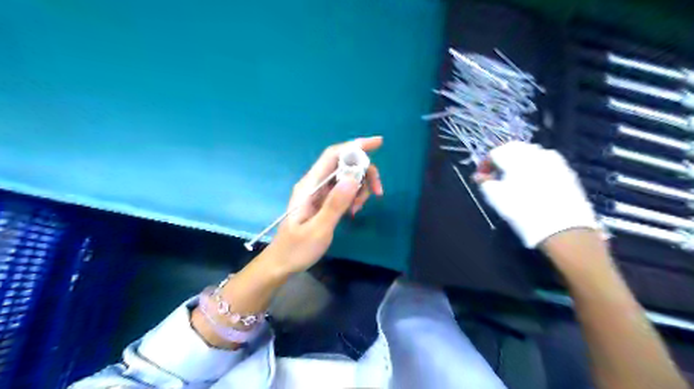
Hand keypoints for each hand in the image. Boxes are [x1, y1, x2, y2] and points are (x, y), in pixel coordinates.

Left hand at [266, 136, 385, 272]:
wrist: (282, 263)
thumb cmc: (297, 249)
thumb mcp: (318, 230)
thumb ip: (335, 204)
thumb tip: (353, 178)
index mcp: (309, 185)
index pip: (333, 155)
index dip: (355, 146)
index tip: (378, 143)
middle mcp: (314, 184)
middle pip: (344, 165)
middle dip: (364, 173)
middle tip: (378, 192)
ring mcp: (319, 192)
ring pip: (346, 178)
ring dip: (360, 188)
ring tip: (358, 209)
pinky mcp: (323, 201)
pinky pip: (344, 190)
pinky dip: (354, 197)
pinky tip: (353, 211)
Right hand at [479, 141, 596, 247]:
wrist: (562, 228)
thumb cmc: (522, 210)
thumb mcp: (496, 198)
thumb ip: (485, 183)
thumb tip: (480, 176)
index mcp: (516, 157)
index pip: (495, 152)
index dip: (484, 164)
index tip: (481, 178)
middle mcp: (535, 153)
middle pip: (514, 149)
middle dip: (502, 160)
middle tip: (495, 176)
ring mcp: (554, 161)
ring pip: (531, 153)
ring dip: (518, 162)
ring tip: (513, 179)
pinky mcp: (566, 171)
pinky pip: (545, 162)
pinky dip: (534, 167)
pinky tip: (532, 183)